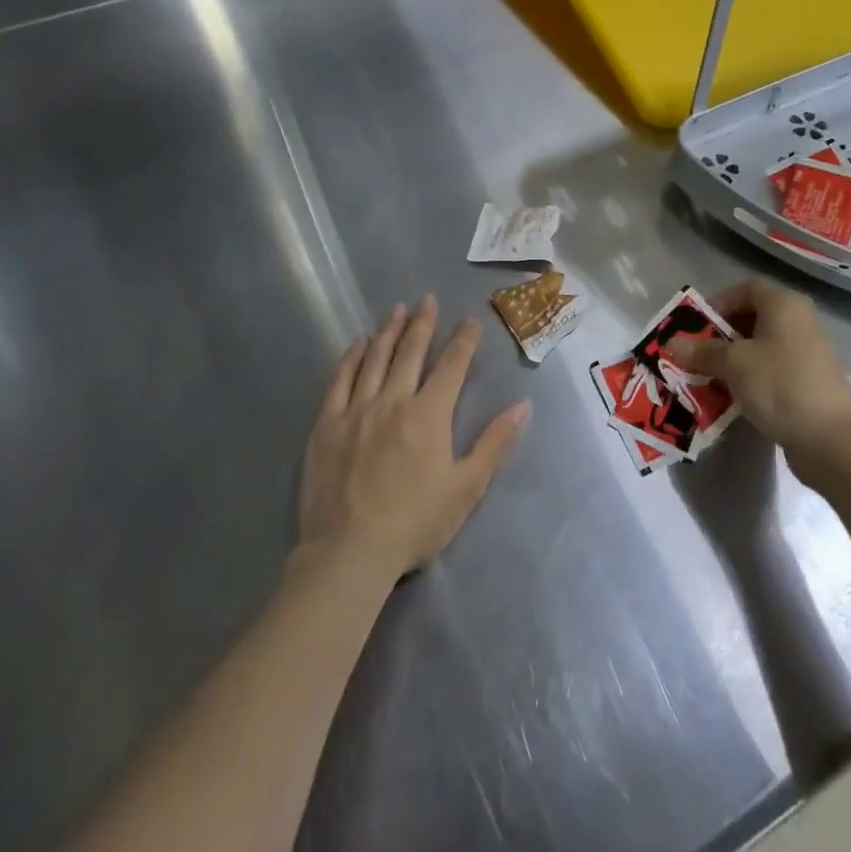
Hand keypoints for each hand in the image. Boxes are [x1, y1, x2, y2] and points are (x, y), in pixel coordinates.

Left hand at [299, 295, 530, 580]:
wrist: (349, 551)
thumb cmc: (415, 523)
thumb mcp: (466, 487)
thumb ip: (495, 443)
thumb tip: (523, 405)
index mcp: (429, 414)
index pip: (452, 365)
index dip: (463, 340)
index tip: (469, 320)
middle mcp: (393, 400)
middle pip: (411, 351)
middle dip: (423, 323)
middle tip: (427, 299)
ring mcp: (356, 409)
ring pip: (375, 358)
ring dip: (389, 332)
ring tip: (397, 310)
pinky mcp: (327, 424)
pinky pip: (340, 380)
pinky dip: (351, 357)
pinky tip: (358, 344)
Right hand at [665, 280, 850, 478]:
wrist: (833, 440)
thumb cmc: (780, 385)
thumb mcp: (734, 364)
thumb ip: (702, 351)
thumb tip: (672, 343)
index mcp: (784, 305)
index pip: (746, 289)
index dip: (718, 303)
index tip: (696, 327)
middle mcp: (798, 322)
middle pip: (752, 318)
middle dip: (720, 336)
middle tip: (696, 356)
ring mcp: (806, 354)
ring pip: (760, 348)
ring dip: (733, 361)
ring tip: (708, 380)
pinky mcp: (809, 384)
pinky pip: (771, 372)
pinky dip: (750, 380)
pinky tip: (733, 399)